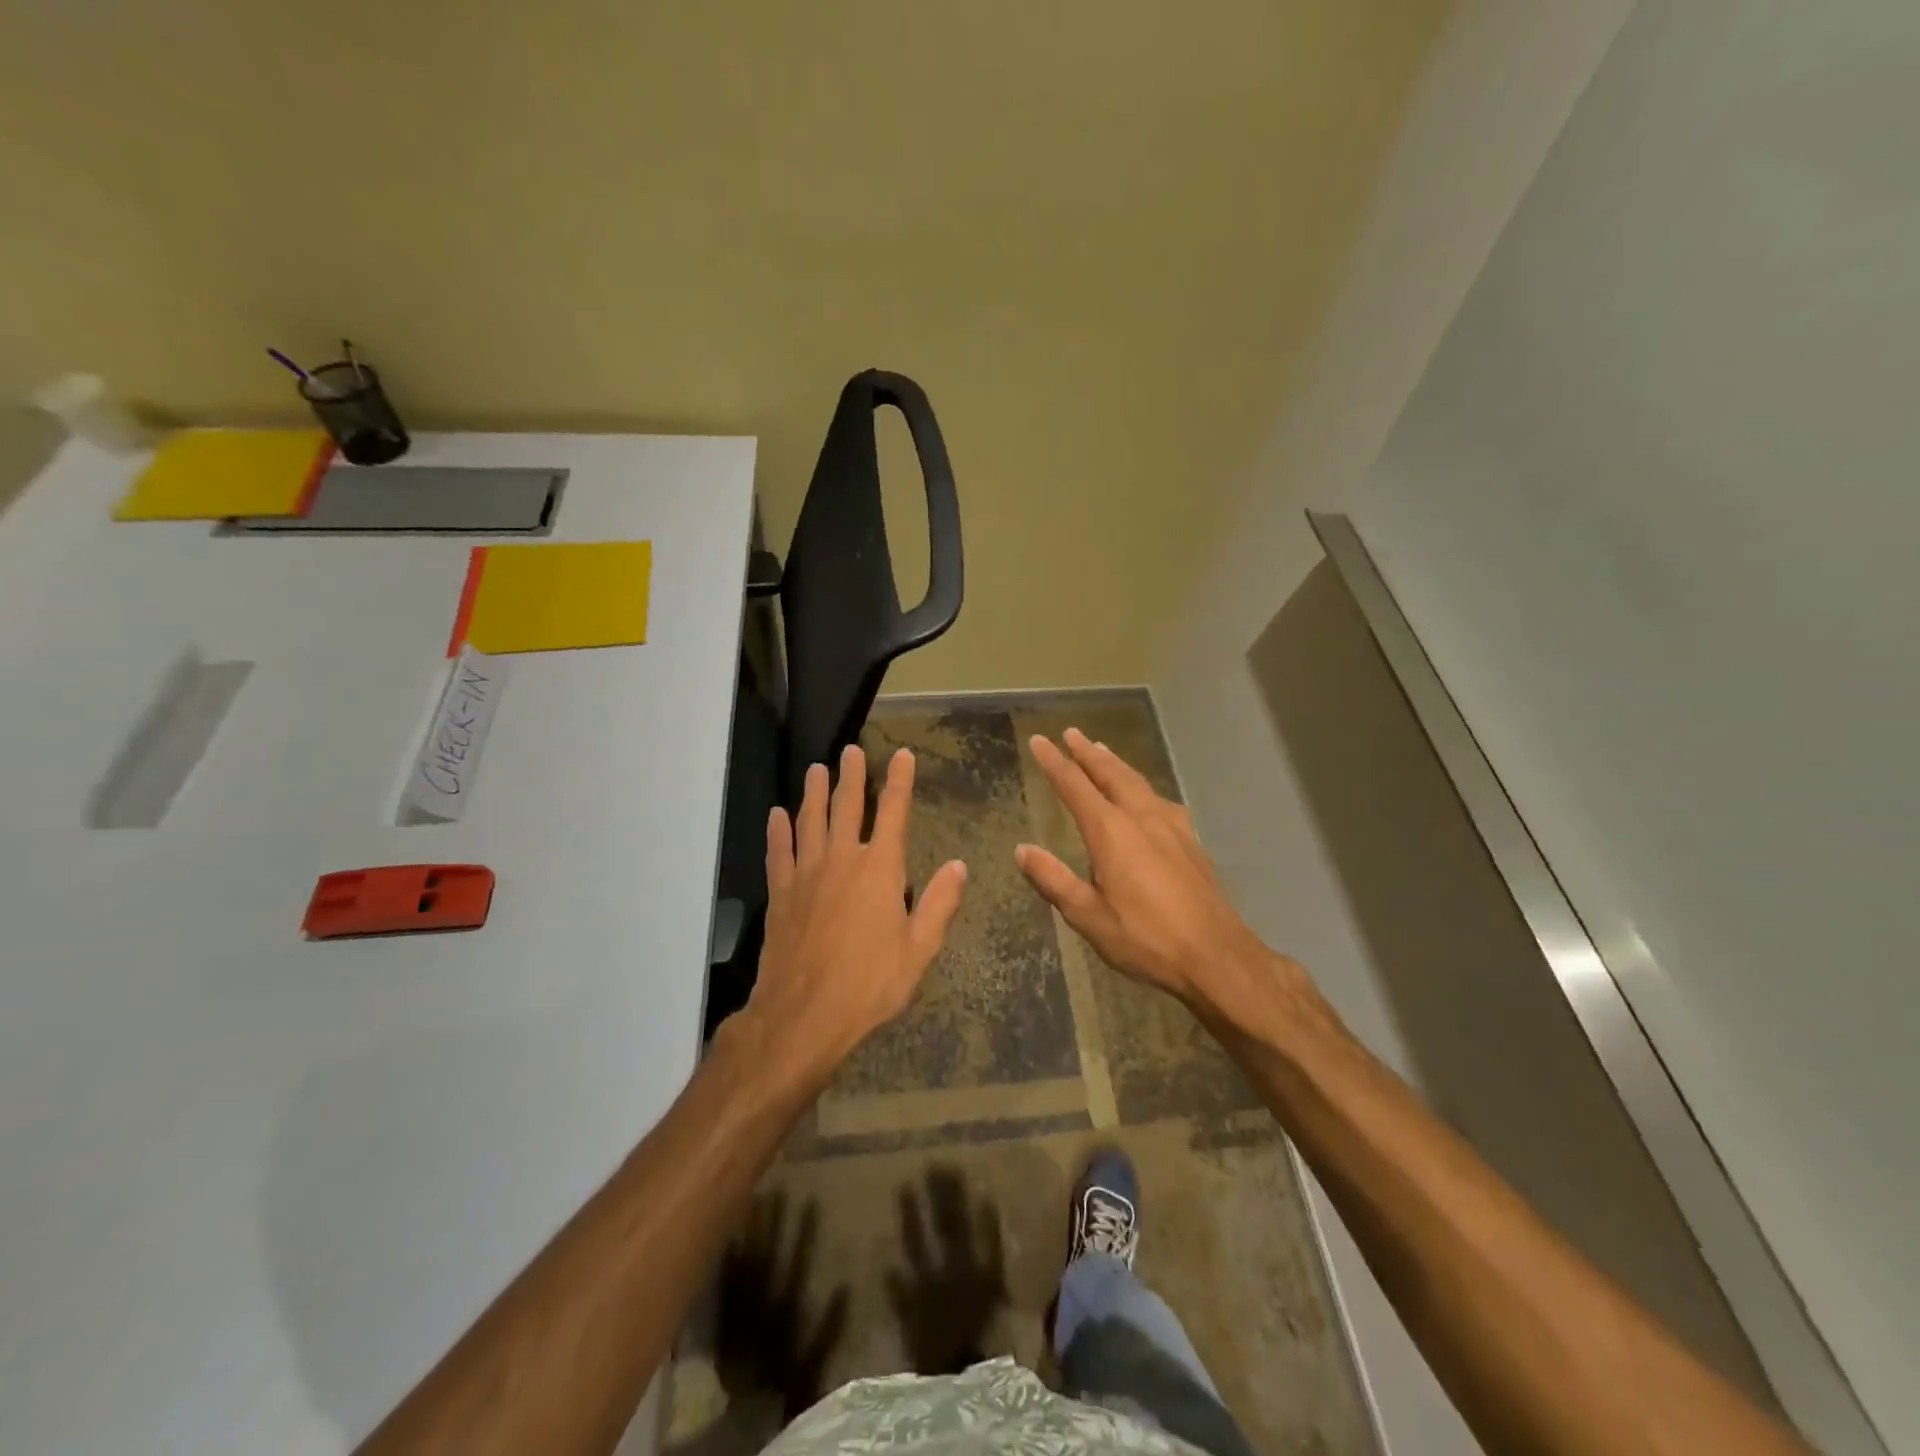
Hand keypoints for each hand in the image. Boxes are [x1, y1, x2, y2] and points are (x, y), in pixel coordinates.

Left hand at [744, 744, 966, 1082]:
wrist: (804, 1014)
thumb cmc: (870, 983)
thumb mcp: (919, 948)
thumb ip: (939, 903)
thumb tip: (959, 865)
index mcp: (879, 869)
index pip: (893, 812)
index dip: (899, 780)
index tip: (901, 754)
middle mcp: (841, 859)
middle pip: (846, 806)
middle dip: (850, 775)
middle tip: (850, 751)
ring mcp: (806, 873)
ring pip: (809, 821)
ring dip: (813, 792)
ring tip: (815, 769)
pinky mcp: (780, 893)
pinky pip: (779, 851)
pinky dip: (778, 831)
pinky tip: (777, 815)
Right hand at [1015, 728, 1294, 1017]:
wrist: (1216, 956)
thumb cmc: (1146, 938)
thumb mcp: (1089, 916)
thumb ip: (1054, 880)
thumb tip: (1022, 850)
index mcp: (1112, 833)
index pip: (1075, 787)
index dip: (1055, 763)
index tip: (1039, 741)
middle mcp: (1141, 818)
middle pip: (1111, 774)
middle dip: (1088, 753)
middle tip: (1072, 733)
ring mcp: (1171, 827)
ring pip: (1138, 783)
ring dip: (1116, 764)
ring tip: (1103, 750)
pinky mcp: (1190, 841)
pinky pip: (1160, 799)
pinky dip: (1143, 786)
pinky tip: (1148, 796)